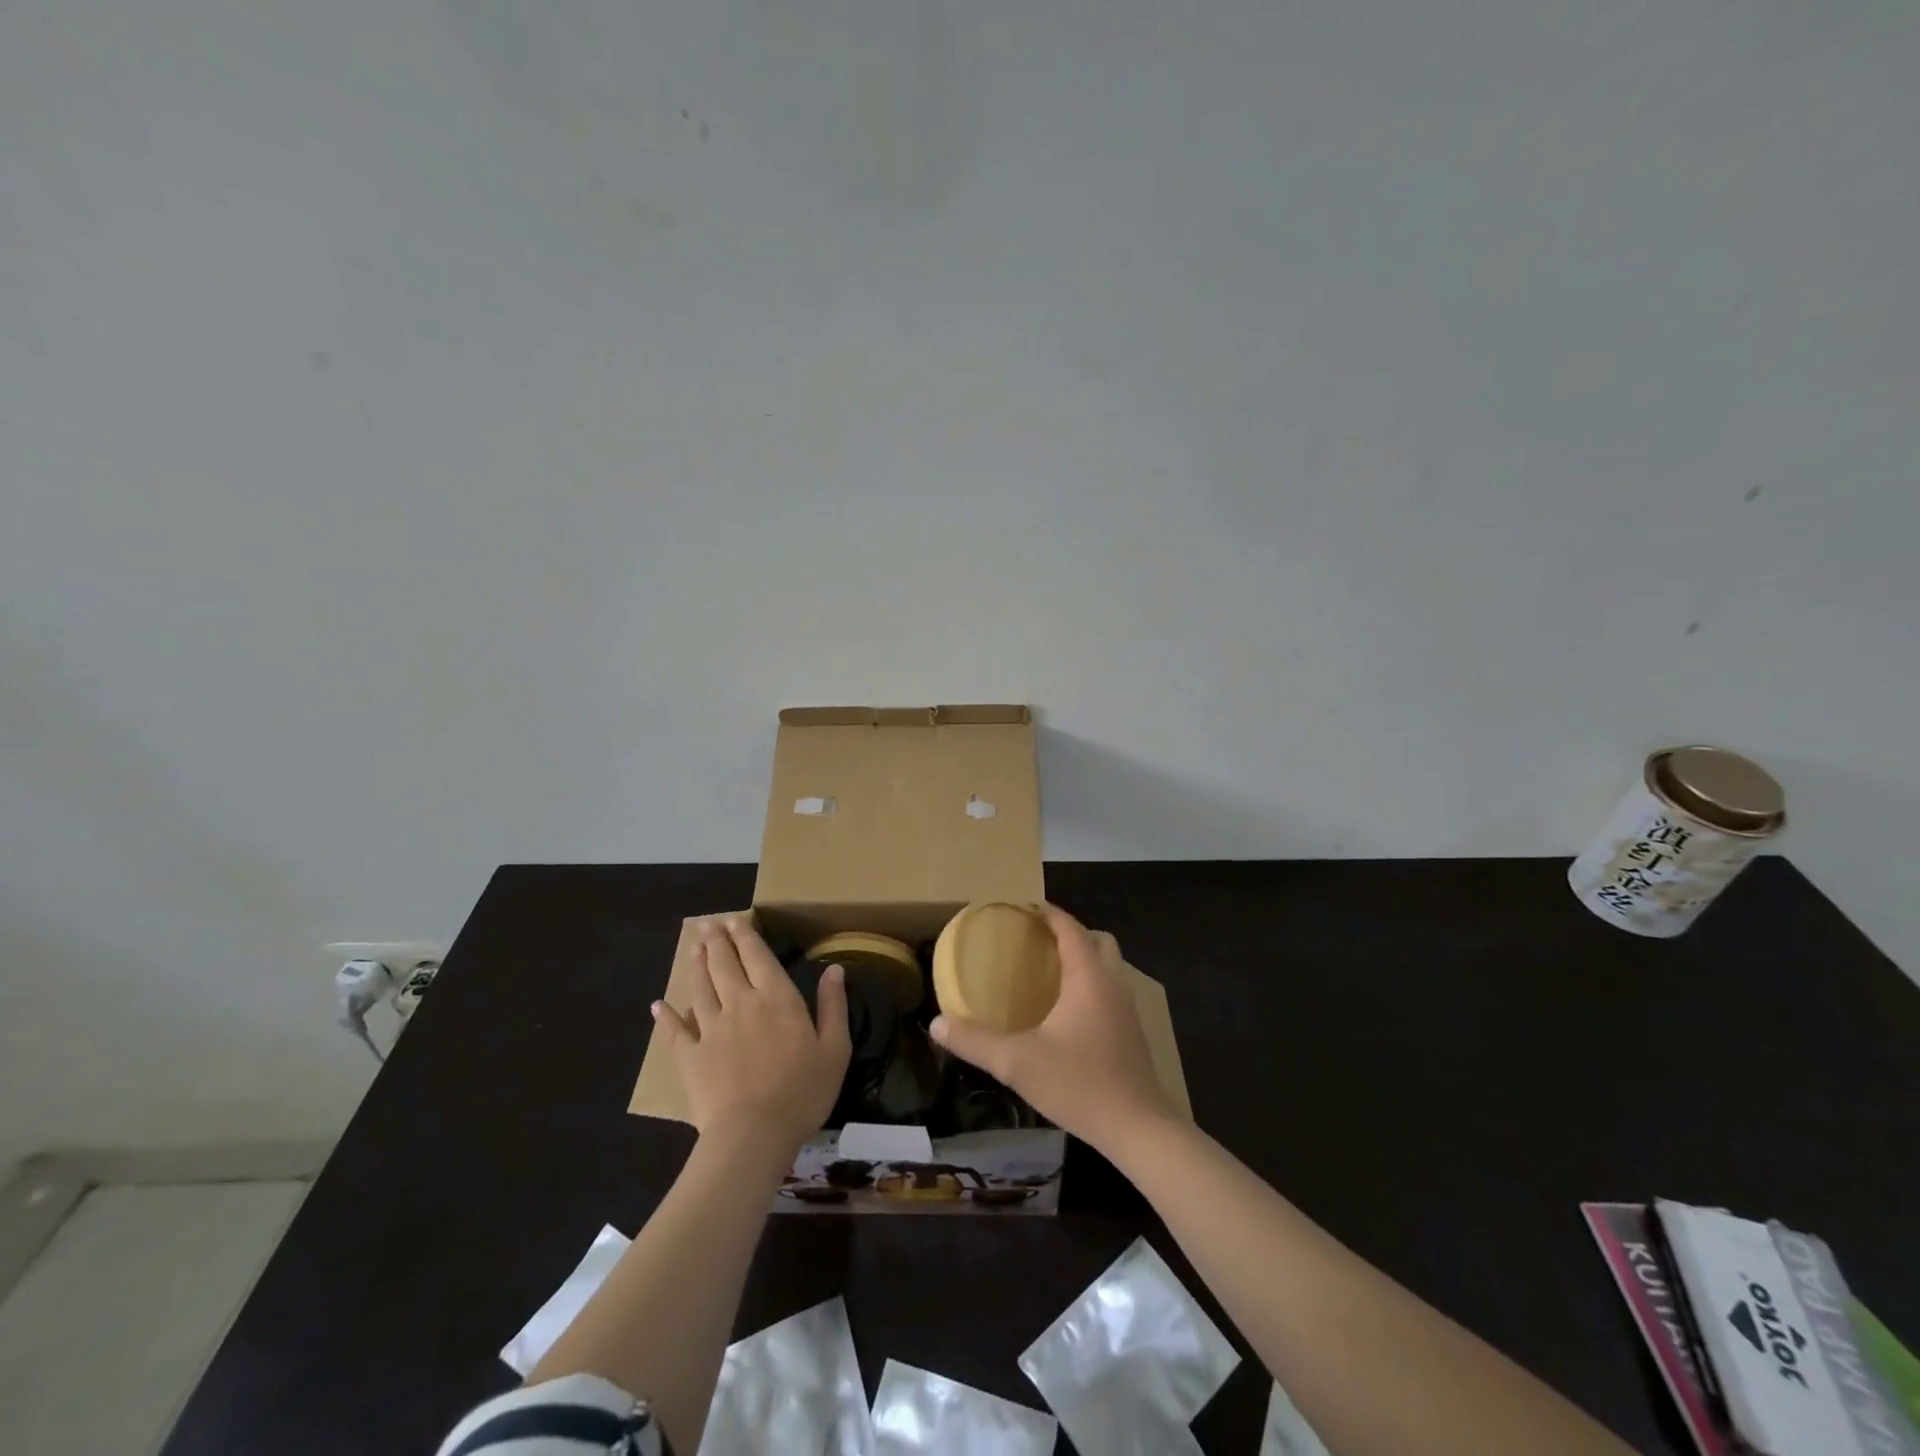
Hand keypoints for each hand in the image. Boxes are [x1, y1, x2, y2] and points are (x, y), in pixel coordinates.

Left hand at [653, 917, 851, 1153]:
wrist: (753, 1134)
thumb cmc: (802, 1091)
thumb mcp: (834, 1048)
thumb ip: (833, 1005)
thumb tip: (834, 969)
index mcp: (776, 998)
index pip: (758, 956)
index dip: (746, 936)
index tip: (736, 920)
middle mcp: (741, 1003)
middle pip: (725, 964)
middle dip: (717, 941)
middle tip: (708, 924)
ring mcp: (711, 1029)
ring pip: (700, 988)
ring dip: (697, 965)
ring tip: (693, 948)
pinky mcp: (691, 1056)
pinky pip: (676, 1031)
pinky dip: (666, 1016)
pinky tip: (658, 1005)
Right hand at [930, 904, 1176, 1153]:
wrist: (1139, 1129)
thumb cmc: (1080, 1084)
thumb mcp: (1018, 1063)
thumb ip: (976, 1041)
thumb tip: (936, 1024)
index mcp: (1088, 977)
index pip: (1070, 928)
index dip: (1048, 913)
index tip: (1023, 908)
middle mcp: (1112, 984)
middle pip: (1099, 940)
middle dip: (1071, 933)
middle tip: (1037, 942)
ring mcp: (1127, 1009)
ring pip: (1109, 966)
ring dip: (1085, 959)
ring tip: (1049, 973)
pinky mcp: (1132, 1032)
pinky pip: (1111, 989)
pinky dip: (1091, 984)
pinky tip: (1067, 1012)